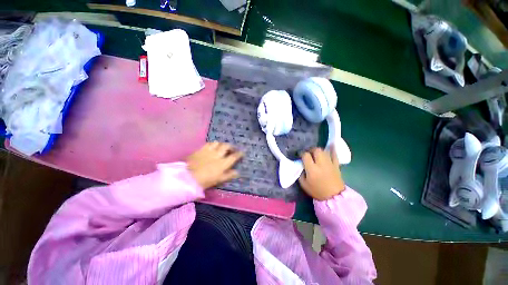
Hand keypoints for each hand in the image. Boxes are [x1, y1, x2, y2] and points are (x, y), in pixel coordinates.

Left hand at [186, 142, 242, 188]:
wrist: (188, 177)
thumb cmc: (205, 181)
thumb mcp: (219, 180)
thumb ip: (229, 175)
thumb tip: (237, 172)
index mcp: (223, 163)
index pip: (234, 156)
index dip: (239, 154)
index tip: (242, 153)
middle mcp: (218, 155)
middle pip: (227, 146)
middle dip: (231, 146)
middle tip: (232, 149)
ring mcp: (209, 151)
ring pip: (218, 143)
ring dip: (221, 144)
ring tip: (221, 147)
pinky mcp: (201, 149)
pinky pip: (209, 143)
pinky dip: (212, 144)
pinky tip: (212, 147)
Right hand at [299, 146, 344, 200]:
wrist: (334, 197)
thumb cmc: (317, 191)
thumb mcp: (304, 184)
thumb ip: (300, 174)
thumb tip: (301, 166)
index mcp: (312, 169)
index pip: (305, 155)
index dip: (301, 153)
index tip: (300, 155)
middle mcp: (321, 164)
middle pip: (316, 150)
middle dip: (310, 150)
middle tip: (308, 153)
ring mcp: (330, 163)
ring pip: (324, 151)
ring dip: (318, 150)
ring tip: (316, 153)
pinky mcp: (336, 165)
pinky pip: (335, 155)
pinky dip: (332, 150)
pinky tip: (331, 146)